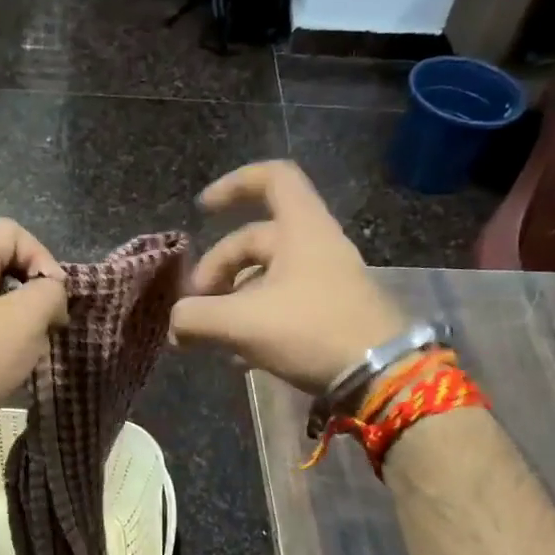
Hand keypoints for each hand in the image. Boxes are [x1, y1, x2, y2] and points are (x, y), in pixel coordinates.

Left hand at [0, 219, 67, 422]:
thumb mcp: (24, 320)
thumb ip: (49, 292)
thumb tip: (53, 292)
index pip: (13, 232)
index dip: (42, 256)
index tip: (54, 296)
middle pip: (9, 264)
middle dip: (36, 292)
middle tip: (49, 323)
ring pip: (3, 298)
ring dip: (26, 321)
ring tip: (33, 348)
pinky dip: (9, 339)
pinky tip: (16, 364)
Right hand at [170, 161, 406, 393]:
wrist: (379, 375)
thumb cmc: (311, 330)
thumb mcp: (243, 323)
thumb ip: (197, 317)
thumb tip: (174, 322)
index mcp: (301, 229)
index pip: (272, 179)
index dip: (233, 185)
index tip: (202, 210)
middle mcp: (315, 246)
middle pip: (254, 240)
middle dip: (217, 269)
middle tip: (196, 306)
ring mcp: (324, 280)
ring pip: (265, 276)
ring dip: (232, 299)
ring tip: (211, 335)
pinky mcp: (328, 312)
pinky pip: (282, 304)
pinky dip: (254, 320)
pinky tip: (238, 356)